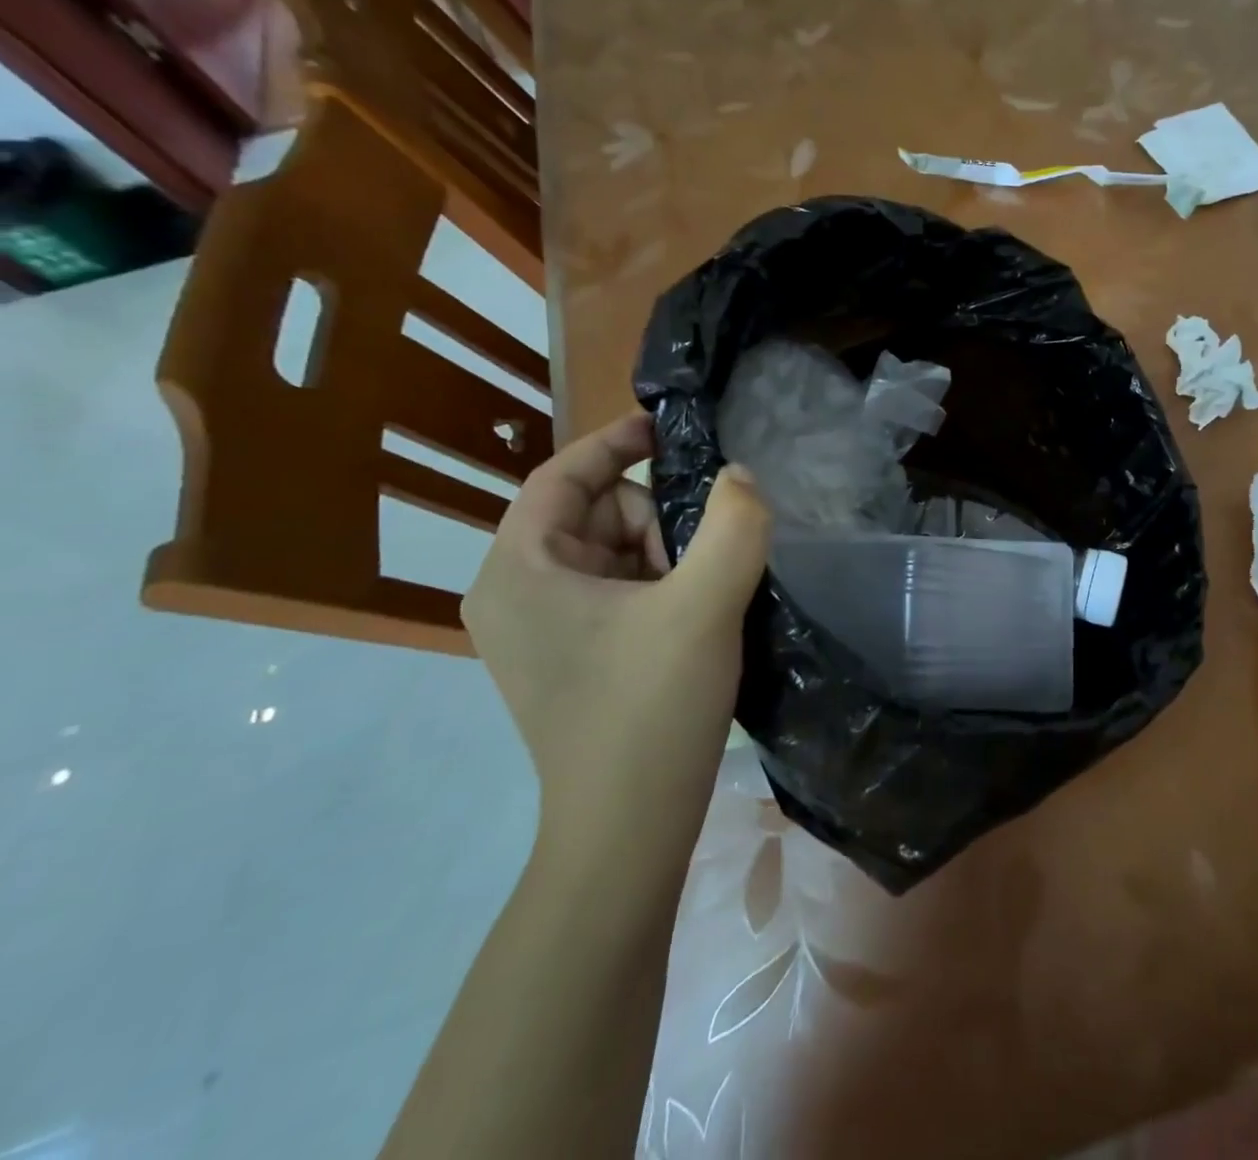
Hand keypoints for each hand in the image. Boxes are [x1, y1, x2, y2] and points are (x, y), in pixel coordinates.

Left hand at [463, 410, 769, 863]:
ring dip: (666, 558)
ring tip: (700, 602)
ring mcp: (539, 630)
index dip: (616, 442)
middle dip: (656, 523)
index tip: (671, 429)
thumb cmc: (650, 710)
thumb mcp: (703, 606)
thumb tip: (740, 476)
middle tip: (700, 566)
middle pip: (596, 514)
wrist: (628, 831)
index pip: (562, 475)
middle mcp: (514, 593)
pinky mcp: (568, 656)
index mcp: (519, 570)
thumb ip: (733, 525)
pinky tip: (692, 620)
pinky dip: (659, 587)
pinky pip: (616, 590)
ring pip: (613, 552)